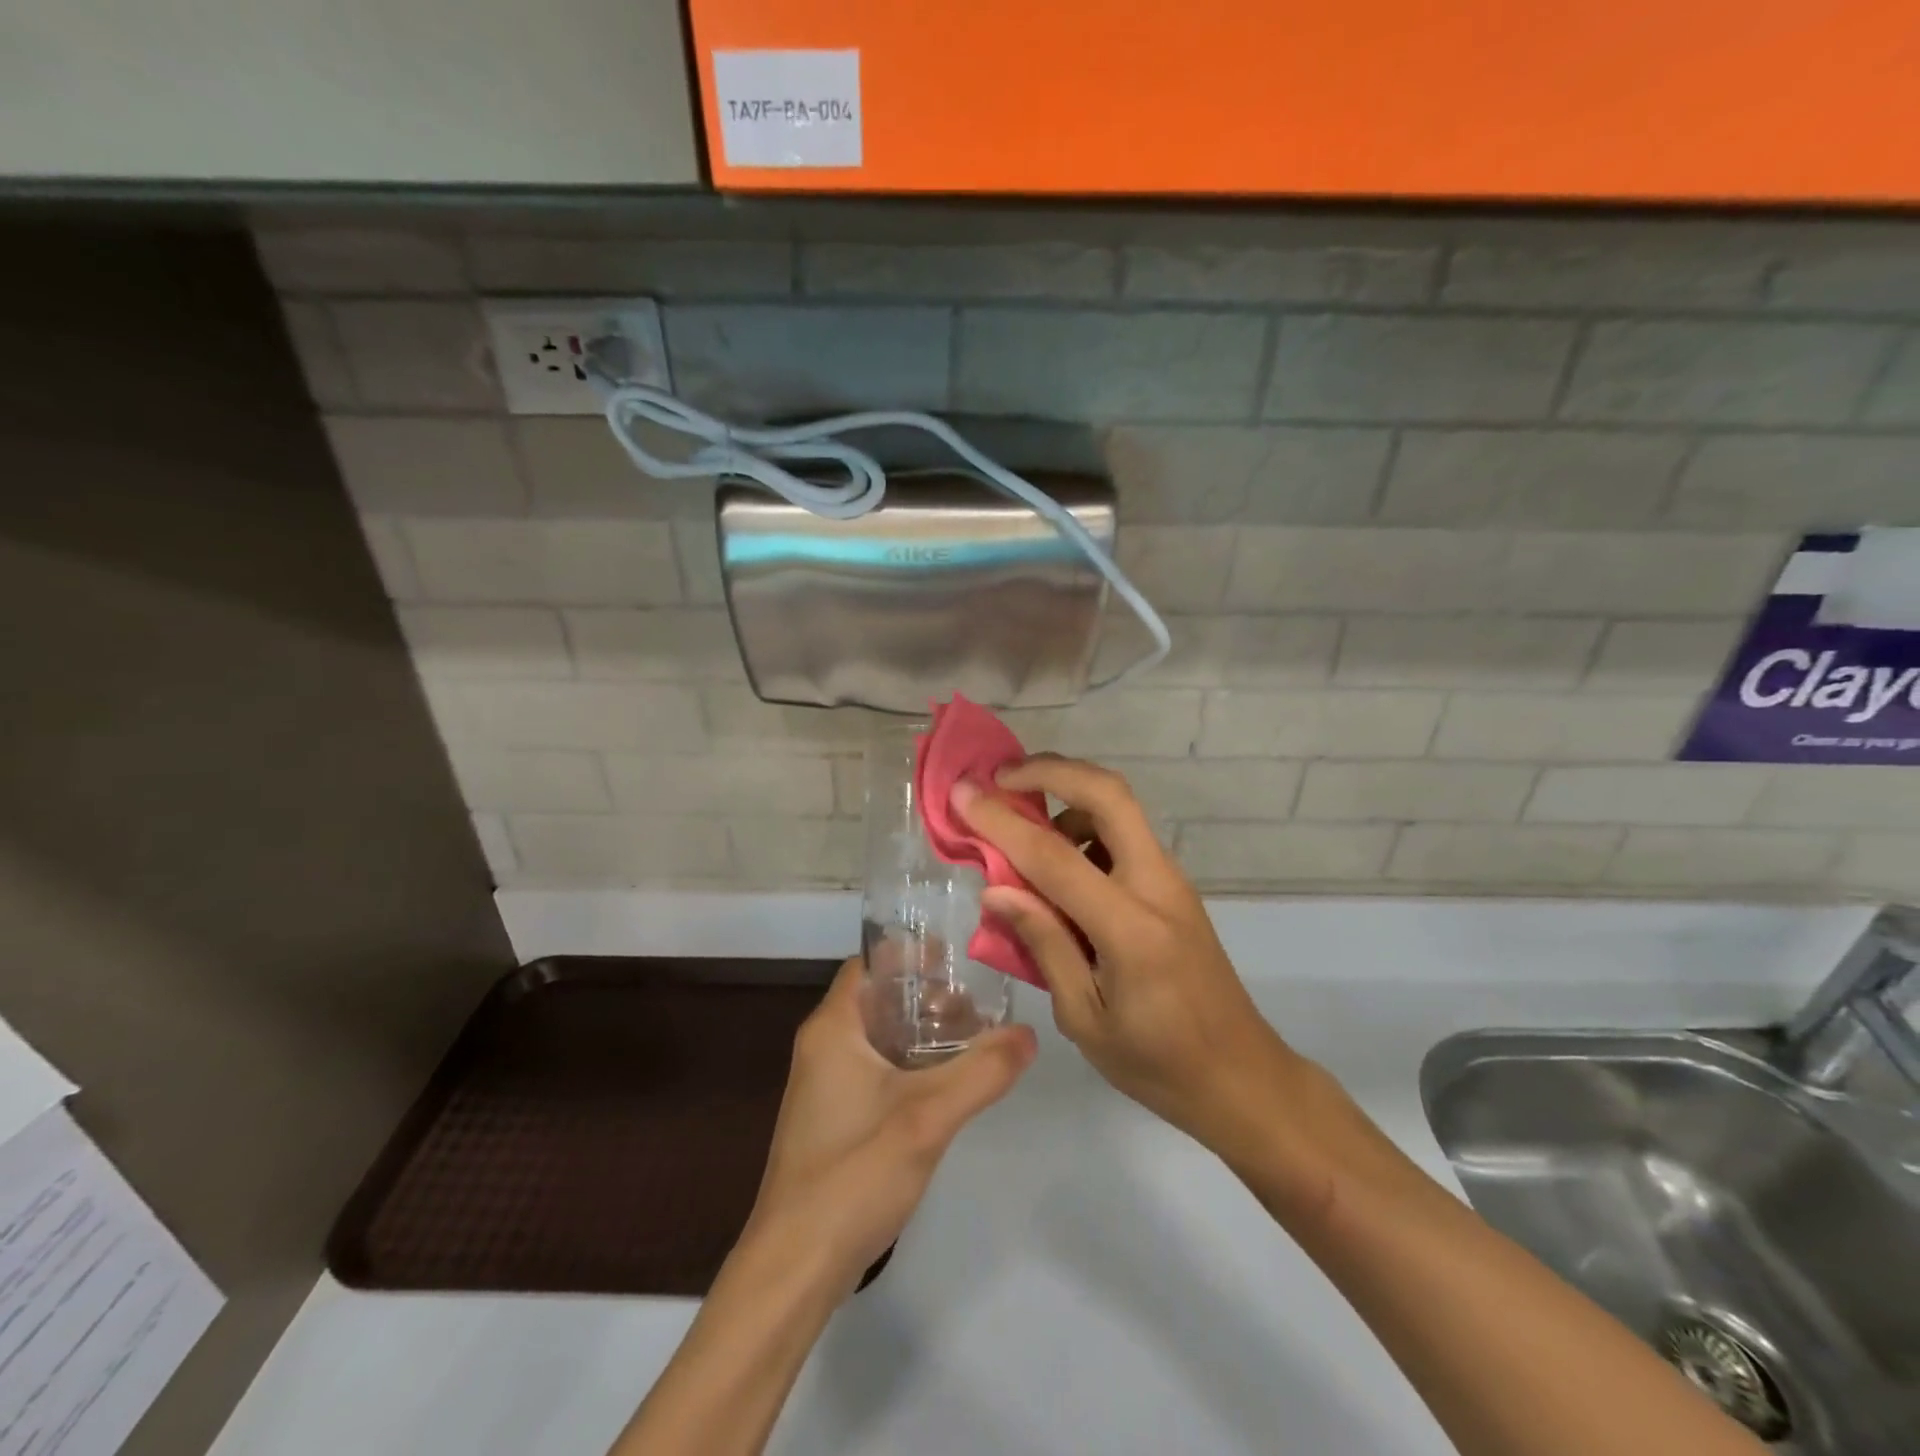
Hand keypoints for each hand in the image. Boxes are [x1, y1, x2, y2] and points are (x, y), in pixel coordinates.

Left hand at [746, 956, 1036, 1293]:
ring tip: (975, 1039)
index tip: (958, 958)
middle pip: (879, 999)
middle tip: (979, 1004)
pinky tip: (949, 1084)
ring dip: (923, 1033)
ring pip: (881, 1038)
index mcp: (833, 1029)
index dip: (911, 954)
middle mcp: (824, 1048)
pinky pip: (878, 1071)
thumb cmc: (853, 1173)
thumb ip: (983, 1071)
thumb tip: (1029, 1033)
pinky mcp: (836, 1120)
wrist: (795, 1267)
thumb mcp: (928, 1116)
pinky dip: (912, 1065)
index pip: (869, 964)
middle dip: (927, 996)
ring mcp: (827, 1087)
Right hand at [952, 756, 1296, 1146]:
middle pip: (1109, 794)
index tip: (962, 793)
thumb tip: (996, 889)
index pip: (1055, 857)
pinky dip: (1086, 825)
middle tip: (1001, 777)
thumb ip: (1043, 945)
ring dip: (1068, 797)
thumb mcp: (1085, 1019)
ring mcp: (1172, 880)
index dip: (1002, 822)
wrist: (1241, 1076)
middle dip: (1051, 770)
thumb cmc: (1157, 1063)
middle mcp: (1158, 886)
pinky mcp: (1174, 885)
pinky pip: (1126, 834)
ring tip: (1022, 828)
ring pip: (1120, 807)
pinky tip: (1060, 864)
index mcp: (1131, 930)